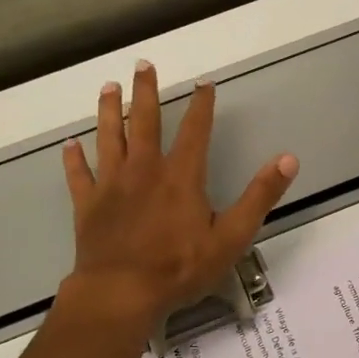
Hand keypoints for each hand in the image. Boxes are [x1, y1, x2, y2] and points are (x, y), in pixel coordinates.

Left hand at [61, 61, 297, 324]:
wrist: (122, 293)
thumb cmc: (179, 268)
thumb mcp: (232, 236)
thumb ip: (259, 196)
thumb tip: (288, 159)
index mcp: (180, 176)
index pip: (195, 130)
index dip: (201, 105)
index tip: (204, 84)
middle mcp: (144, 170)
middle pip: (143, 121)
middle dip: (145, 92)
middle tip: (142, 65)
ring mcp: (111, 185)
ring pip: (108, 138)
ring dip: (108, 111)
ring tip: (107, 88)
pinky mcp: (87, 205)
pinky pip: (79, 175)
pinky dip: (74, 159)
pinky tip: (70, 145)